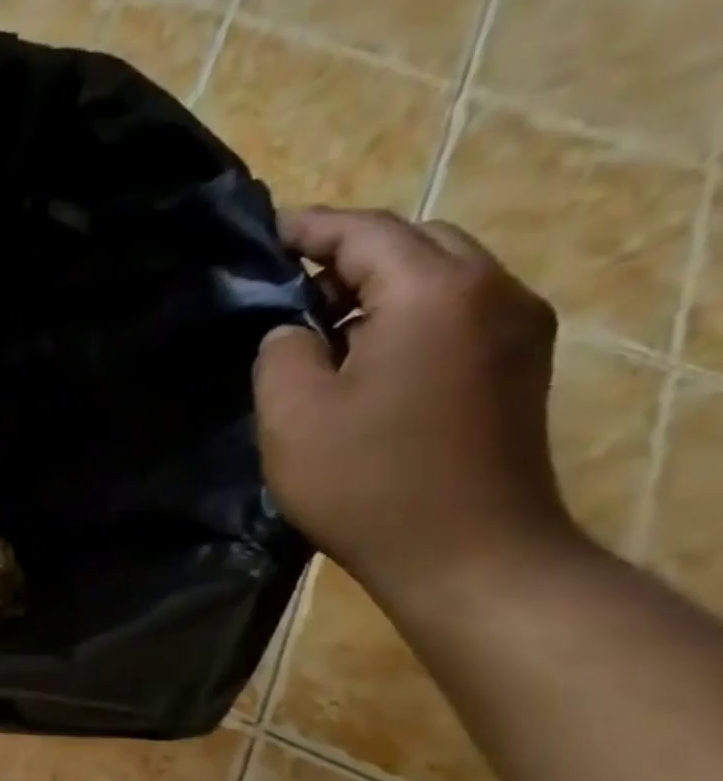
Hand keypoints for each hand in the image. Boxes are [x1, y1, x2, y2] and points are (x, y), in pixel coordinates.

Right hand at [253, 206, 570, 606]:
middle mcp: (493, 293)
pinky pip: (456, 316)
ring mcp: (517, 331)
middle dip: (348, 254)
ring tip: (317, 326)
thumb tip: (294, 330)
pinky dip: (405, 318)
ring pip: (441, 278)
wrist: (467, 552)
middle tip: (285, 285)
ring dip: (378, 288)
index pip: (367, 231)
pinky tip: (362, 359)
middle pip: (416, 243)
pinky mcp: (517, 369)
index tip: (263, 233)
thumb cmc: (367, 481)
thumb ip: (282, 352)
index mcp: (435, 293)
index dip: (310, 228)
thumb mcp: (292, 414)